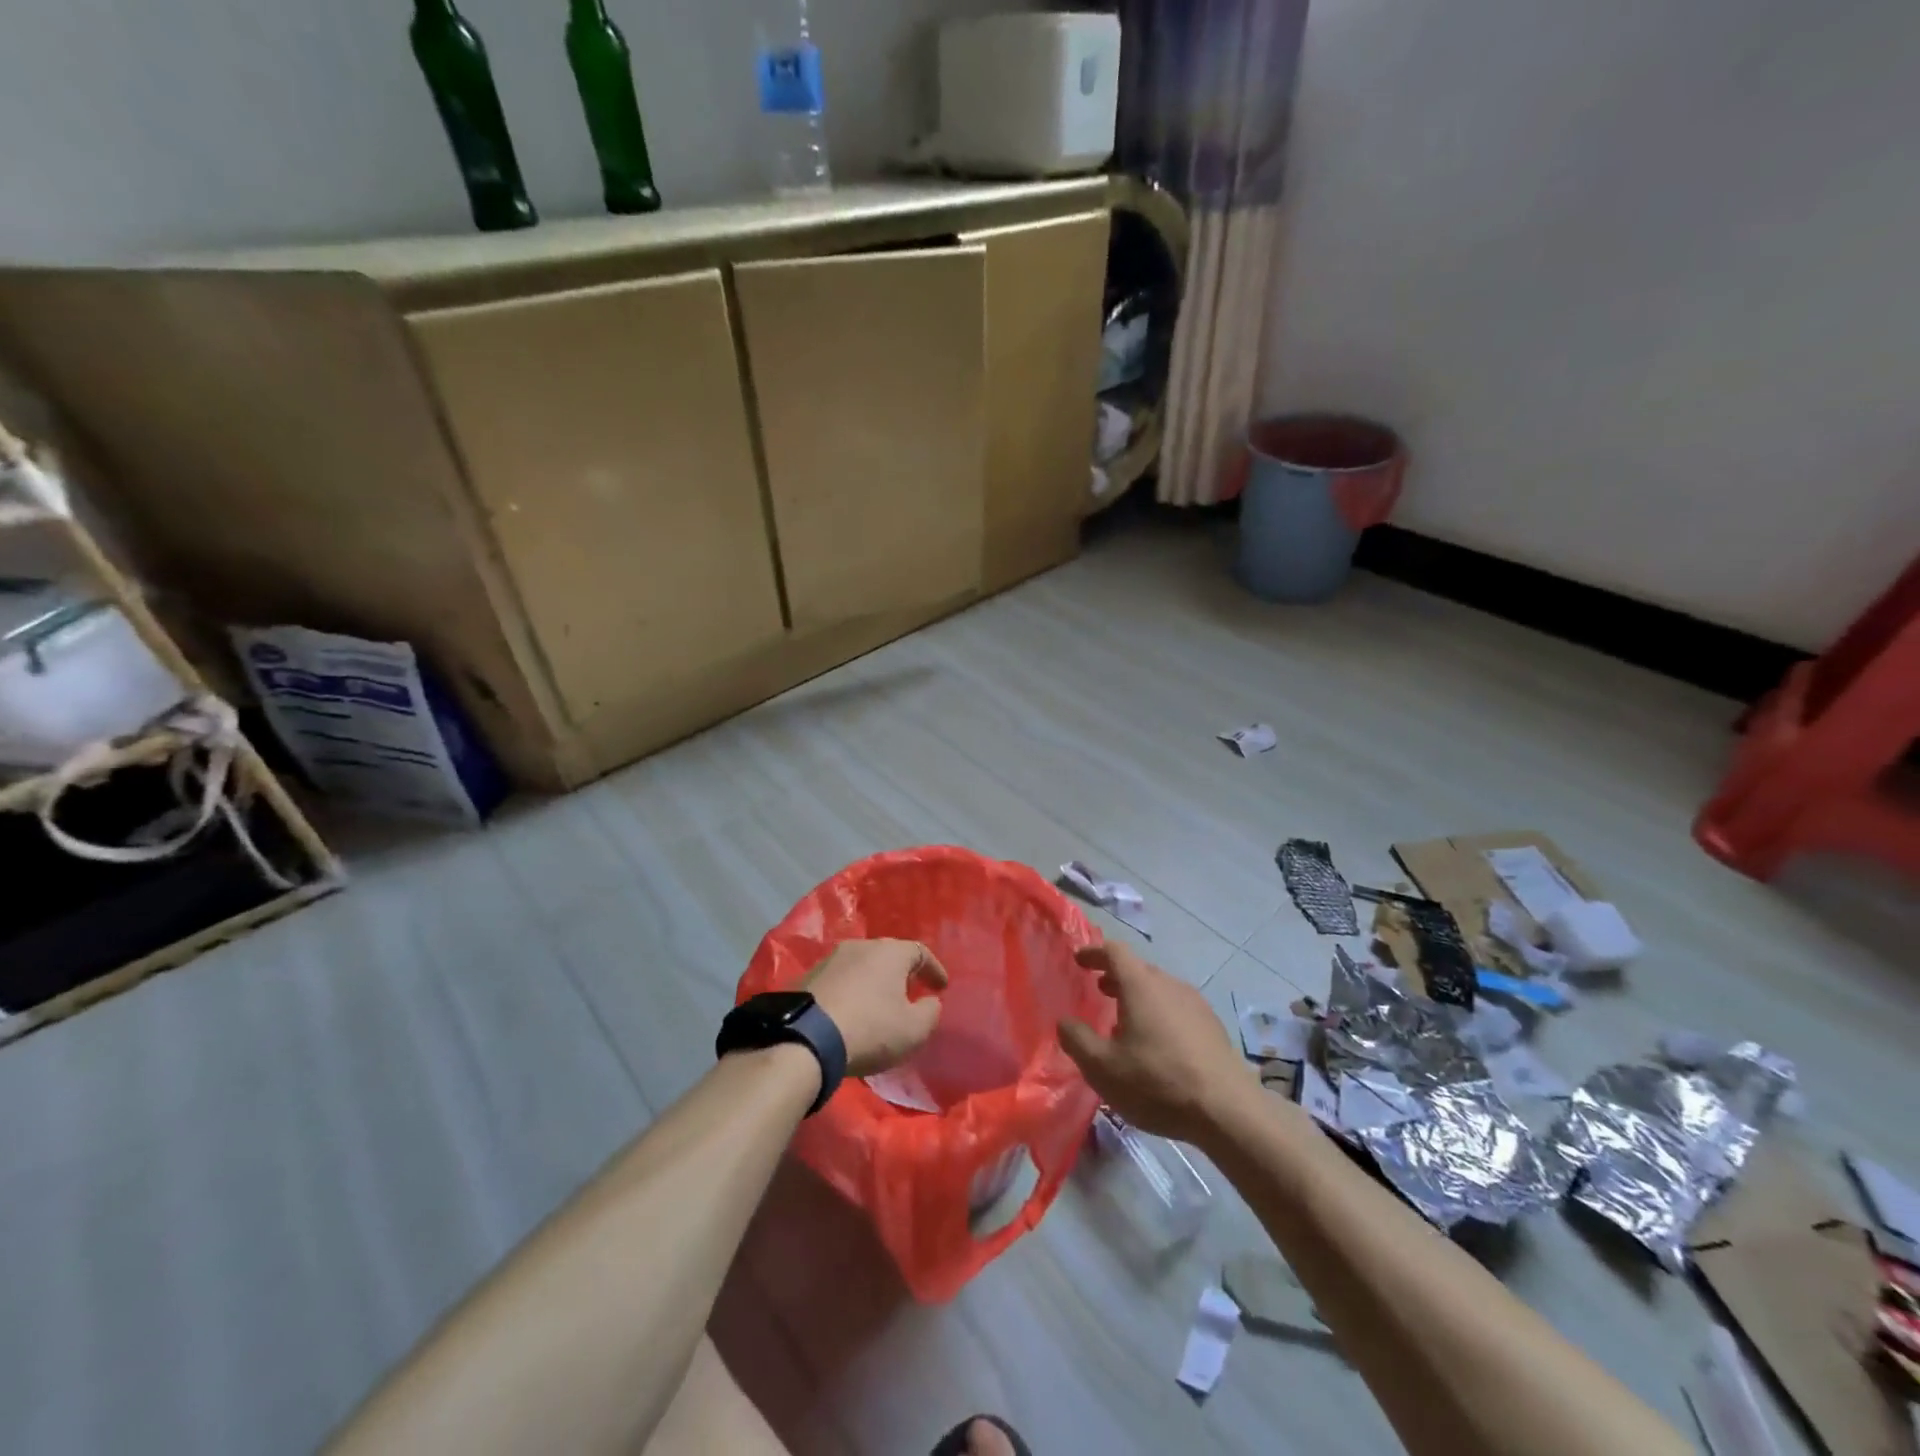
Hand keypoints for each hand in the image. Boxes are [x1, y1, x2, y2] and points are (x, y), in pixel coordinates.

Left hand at [804, 939, 948, 1076]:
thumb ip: (930, 1012)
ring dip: (871, 983)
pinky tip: (849, 1013)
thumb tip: (930, 1002)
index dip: (934, 969)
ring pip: (860, 967)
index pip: (920, 951)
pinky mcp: (807, 978)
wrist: (805, 1039)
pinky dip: (849, 993)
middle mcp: (860, 947)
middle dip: (901, 974)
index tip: (941, 987)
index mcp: (890, 952)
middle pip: (887, 956)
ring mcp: (829, 960)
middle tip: (908, 993)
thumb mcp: (914, 1029)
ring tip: (877, 1004)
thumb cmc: (870, 1029)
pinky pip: (838, 982)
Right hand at [1057, 941, 1254, 1143]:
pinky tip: (1157, 1044)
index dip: (1094, 952)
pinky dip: (1159, 1013)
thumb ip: (1077, 1040)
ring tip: (1125, 1021)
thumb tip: (1064, 1022)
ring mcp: (1195, 1004)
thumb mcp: (1103, 1068)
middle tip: (1099, 991)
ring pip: (1160, 989)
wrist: (1228, 1110)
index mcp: (1141, 985)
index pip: (1114, 952)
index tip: (1080, 960)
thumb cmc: (1157, 1083)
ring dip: (1139, 996)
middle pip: (1139, 969)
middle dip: (1116, 976)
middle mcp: (1169, 985)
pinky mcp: (1213, 1026)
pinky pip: (1177, 1007)